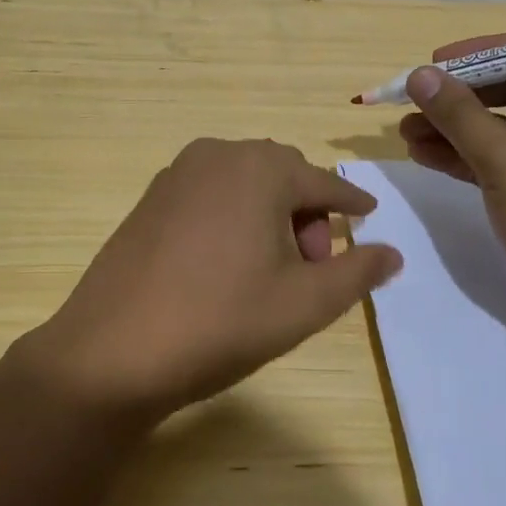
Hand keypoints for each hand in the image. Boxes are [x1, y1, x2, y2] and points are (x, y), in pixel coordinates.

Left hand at [21, 139, 401, 424]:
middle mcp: (218, 154)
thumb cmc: (221, 321)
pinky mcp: (150, 198)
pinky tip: (229, 262)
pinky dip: (234, 214)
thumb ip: (356, 272)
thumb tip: (392, 253)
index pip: (324, 181)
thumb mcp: (304, 303)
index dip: (352, 202)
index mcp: (260, 168)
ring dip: (271, 212)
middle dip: (308, 212)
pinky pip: (211, 193)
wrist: (112, 352)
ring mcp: (177, 174)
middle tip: (313, 265)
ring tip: (272, 268)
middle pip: (283, 174)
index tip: (370, 216)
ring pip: (245, 182)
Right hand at [397, 35, 505, 337]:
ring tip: (404, 131)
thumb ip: (460, 115)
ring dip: (453, 127)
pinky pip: (498, 159)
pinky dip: (463, 156)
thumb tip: (420, 75)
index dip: (479, 54)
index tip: (434, 63)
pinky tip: (423, 155)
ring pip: (498, 127)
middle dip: (458, 96)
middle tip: (411, 101)